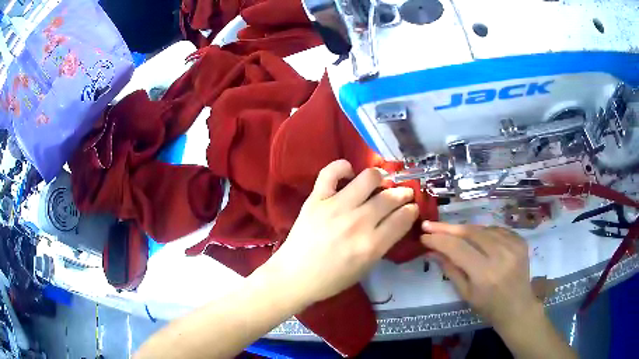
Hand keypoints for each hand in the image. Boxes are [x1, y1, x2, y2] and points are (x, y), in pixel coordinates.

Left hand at [264, 159, 418, 304]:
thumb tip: (395, 220)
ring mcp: (335, 207)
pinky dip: (343, 167)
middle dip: (403, 193)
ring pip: (368, 178)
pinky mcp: (316, 199)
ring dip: (380, 178)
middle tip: (402, 194)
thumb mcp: (365, 268)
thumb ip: (383, 243)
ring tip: (379, 183)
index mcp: (371, 245)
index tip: (412, 208)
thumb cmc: (331, 278)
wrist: (294, 276)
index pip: (402, 218)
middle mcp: (357, 223)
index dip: (412, 210)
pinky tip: (349, 173)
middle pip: (390, 197)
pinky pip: (331, 172)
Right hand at [420, 222, 539, 331]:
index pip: (457, 248)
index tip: (424, 235)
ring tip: (452, 233)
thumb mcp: (466, 294)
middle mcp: (501, 255)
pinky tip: (476, 238)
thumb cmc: (489, 307)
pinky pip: (496, 229)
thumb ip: (450, 269)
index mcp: (485, 273)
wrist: (518, 307)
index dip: (439, 239)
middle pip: (470, 232)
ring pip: (483, 228)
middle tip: (431, 225)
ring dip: (465, 230)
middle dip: (448, 228)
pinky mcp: (520, 240)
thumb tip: (432, 251)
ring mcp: (513, 245)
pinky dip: (483, 232)